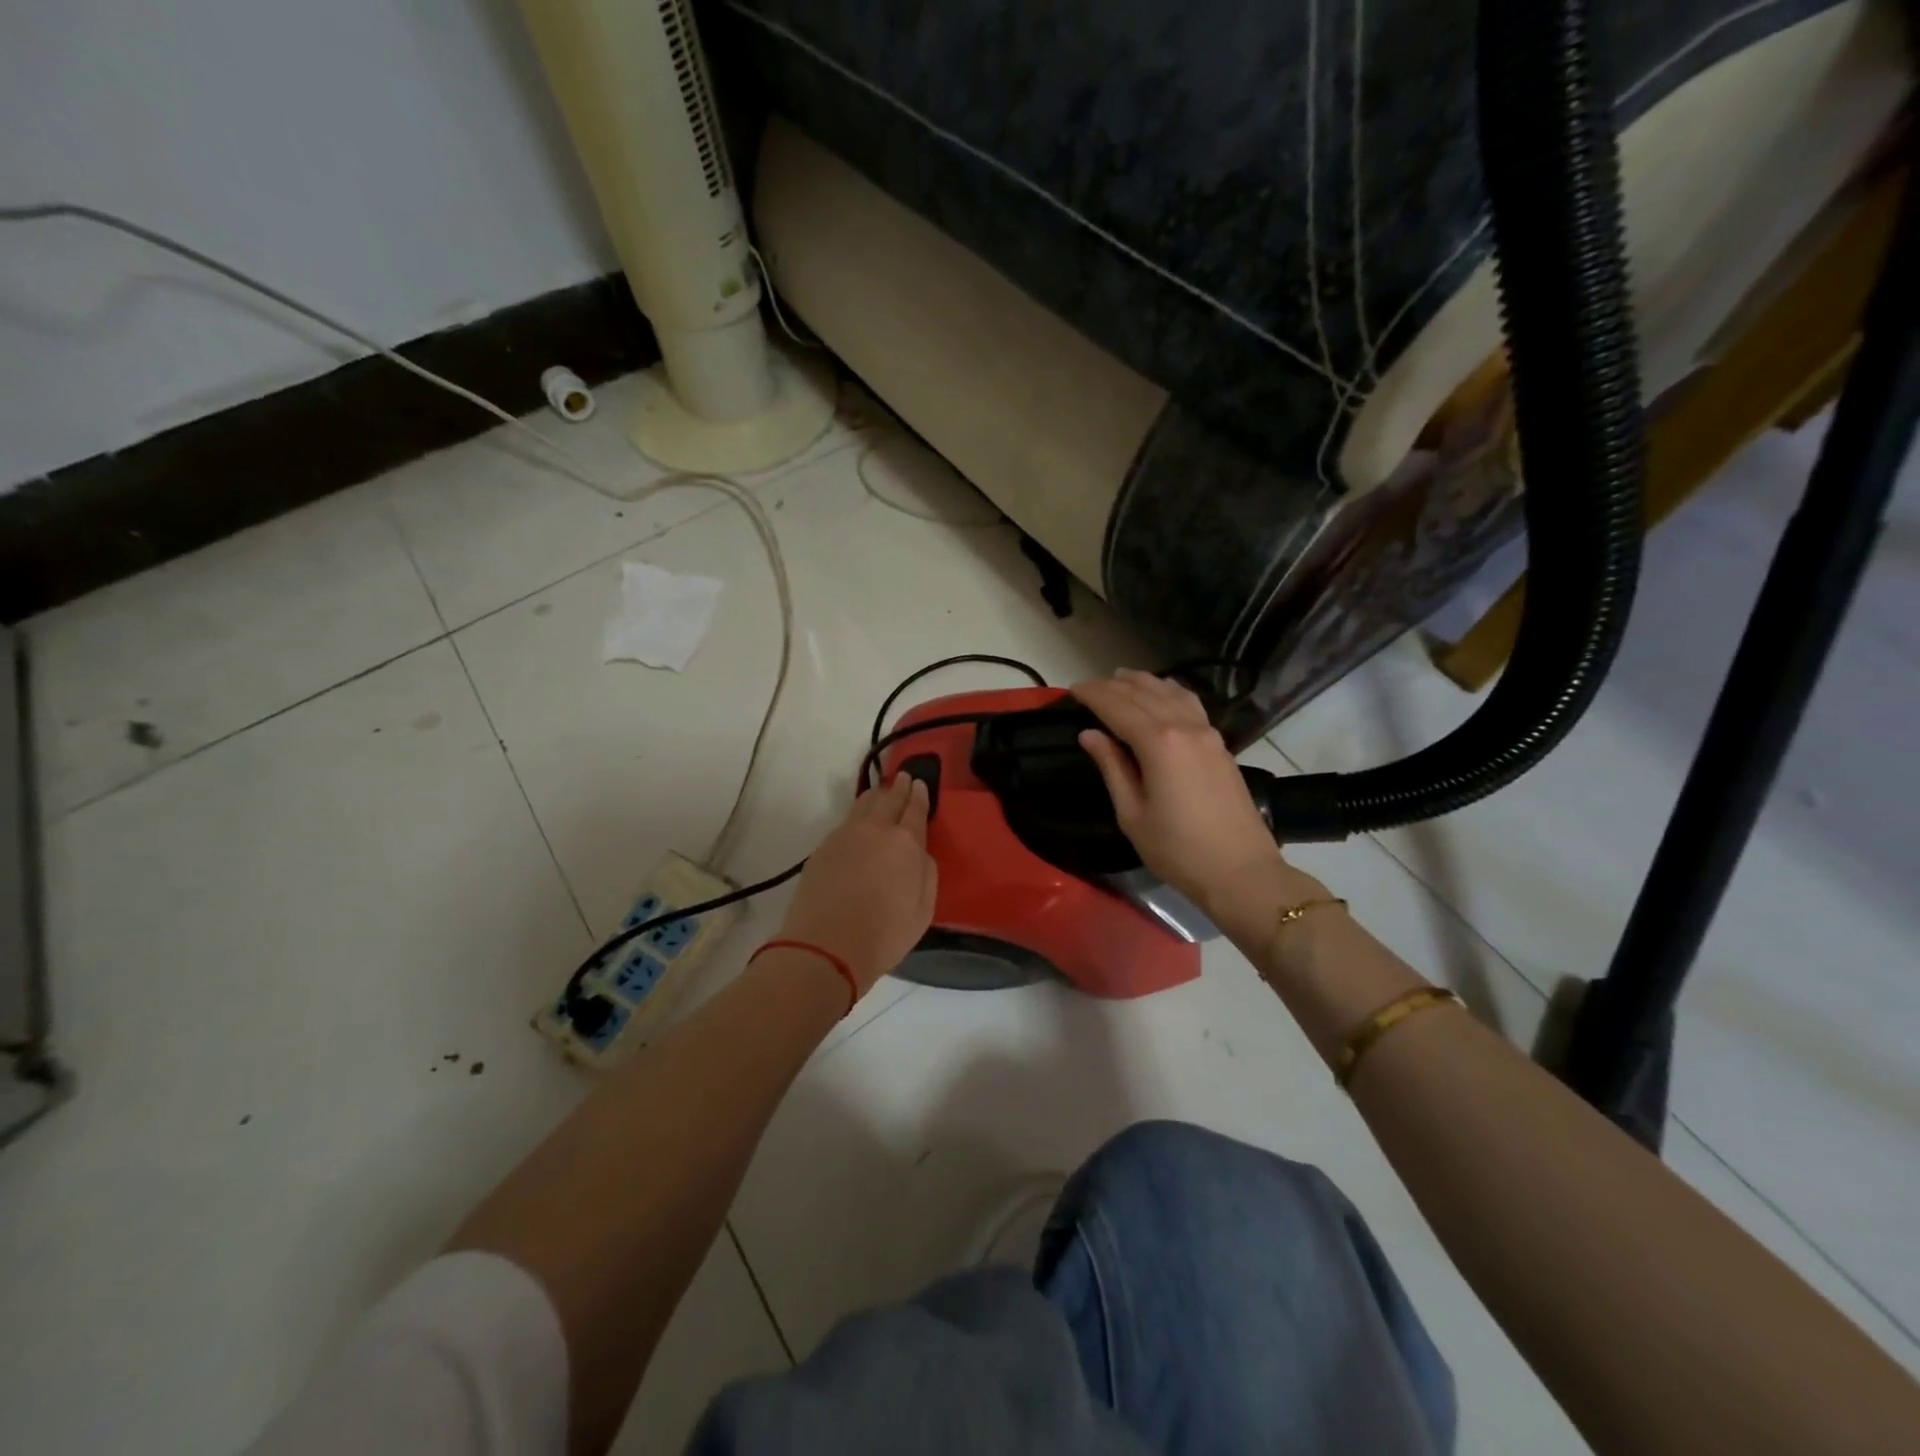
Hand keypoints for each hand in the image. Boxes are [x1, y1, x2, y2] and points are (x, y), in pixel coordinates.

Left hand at [778, 774, 937, 994]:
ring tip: (880, 792)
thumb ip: (926, 874)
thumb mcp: (923, 910)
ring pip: (863, 805)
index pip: (915, 809)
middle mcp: (875, 830)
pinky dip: (856, 815)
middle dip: (899, 787)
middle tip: (903, 778)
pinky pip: (845, 822)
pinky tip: (857, 822)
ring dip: (875, 795)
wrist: (826, 946)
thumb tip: (920, 854)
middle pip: (889, 799)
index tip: (920, 783)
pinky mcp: (823, 848)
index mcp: (906, 843)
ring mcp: (845, 836)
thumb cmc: (884, 934)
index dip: (919, 795)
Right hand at [1071, 669, 1282, 911]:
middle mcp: (1184, 727)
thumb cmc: (1177, 849)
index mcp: (1158, 743)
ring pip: (1171, 692)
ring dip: (1143, 682)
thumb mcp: (1132, 814)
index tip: (1072, 689)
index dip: (1093, 695)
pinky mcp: (1220, 744)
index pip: (1118, 706)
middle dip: (1113, 685)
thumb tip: (1090, 734)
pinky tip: (1162, 693)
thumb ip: (1112, 767)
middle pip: (1143, 693)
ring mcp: (1207, 733)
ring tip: (1121, 678)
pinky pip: (1190, 703)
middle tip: (1088, 686)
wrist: (1240, 871)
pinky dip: (1170, 691)